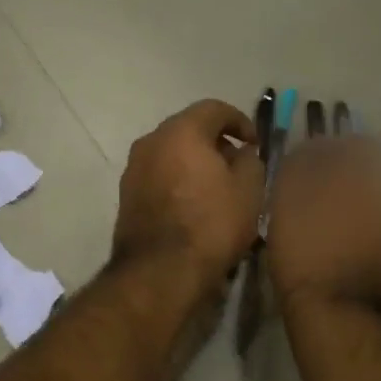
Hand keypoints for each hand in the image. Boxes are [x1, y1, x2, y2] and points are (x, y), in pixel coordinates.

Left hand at [112, 100, 265, 292]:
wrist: (160, 272)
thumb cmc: (211, 224)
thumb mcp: (249, 191)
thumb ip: (250, 161)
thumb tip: (242, 153)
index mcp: (181, 131)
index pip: (214, 109)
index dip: (240, 121)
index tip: (254, 144)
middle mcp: (151, 141)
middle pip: (189, 130)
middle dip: (215, 143)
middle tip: (237, 166)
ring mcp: (133, 169)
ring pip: (171, 154)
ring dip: (194, 163)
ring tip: (216, 189)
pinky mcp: (126, 196)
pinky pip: (159, 177)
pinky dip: (178, 181)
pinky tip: (194, 206)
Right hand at [266, 136, 380, 315]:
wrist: (338, 311)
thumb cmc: (306, 249)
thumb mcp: (287, 197)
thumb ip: (301, 162)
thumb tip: (312, 149)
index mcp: (373, 170)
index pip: (355, 144)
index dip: (329, 151)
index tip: (309, 166)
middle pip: (374, 172)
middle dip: (350, 178)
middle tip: (321, 196)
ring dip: (364, 204)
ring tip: (336, 224)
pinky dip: (374, 230)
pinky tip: (352, 246)